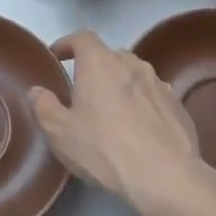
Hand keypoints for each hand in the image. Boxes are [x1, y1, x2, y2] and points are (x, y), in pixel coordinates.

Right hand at [31, 31, 215, 215]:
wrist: (167, 178)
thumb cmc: (104, 150)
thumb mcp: (60, 132)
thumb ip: (43, 106)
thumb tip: (38, 91)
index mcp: (100, 63)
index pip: (82, 37)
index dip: (67, 44)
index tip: (56, 56)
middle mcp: (131, 64)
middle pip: (109, 55)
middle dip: (94, 66)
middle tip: (82, 90)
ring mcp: (159, 84)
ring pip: (134, 74)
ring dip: (120, 85)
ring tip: (111, 109)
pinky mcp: (178, 106)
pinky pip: (153, 96)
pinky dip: (142, 103)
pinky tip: (138, 128)